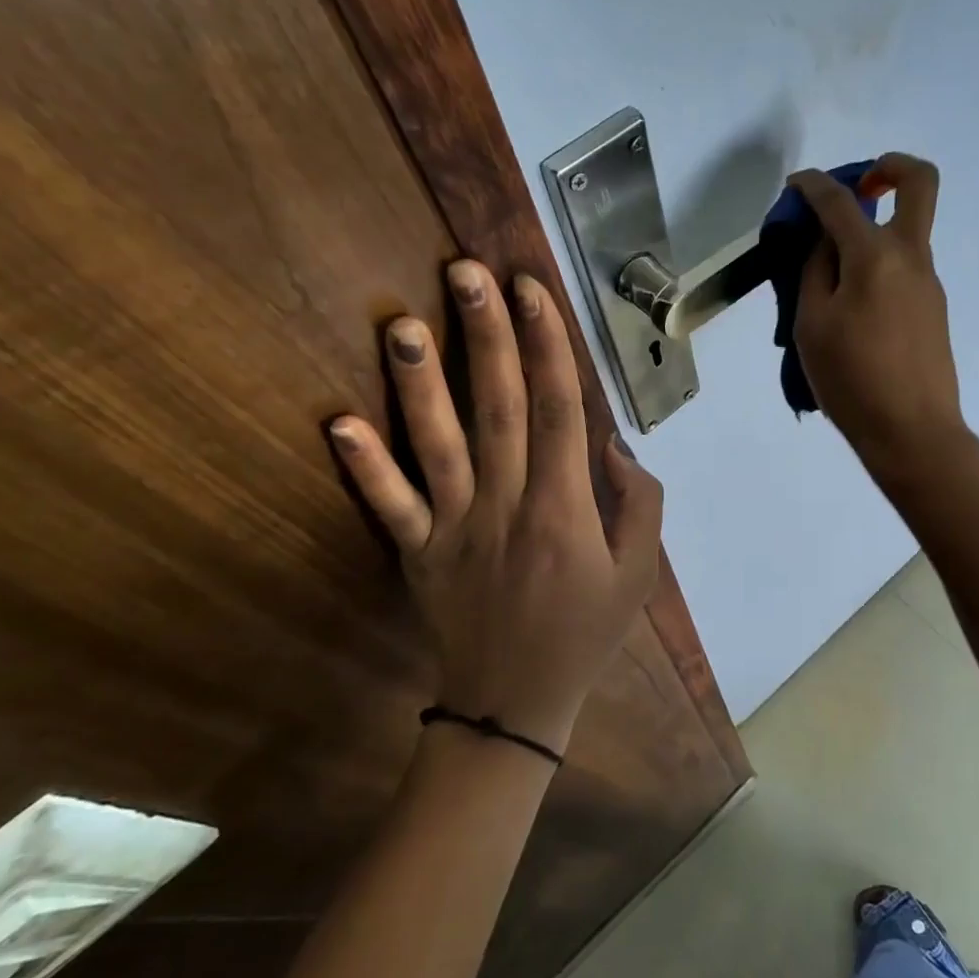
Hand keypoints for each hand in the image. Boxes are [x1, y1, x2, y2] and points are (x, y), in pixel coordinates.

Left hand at [329, 261, 663, 753]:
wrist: (515, 703)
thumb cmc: (584, 632)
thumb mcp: (638, 575)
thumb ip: (639, 505)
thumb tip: (612, 446)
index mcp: (565, 509)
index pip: (560, 411)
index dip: (548, 347)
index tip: (533, 291)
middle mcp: (508, 506)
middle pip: (500, 409)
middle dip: (487, 338)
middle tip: (467, 274)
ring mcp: (456, 528)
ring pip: (438, 446)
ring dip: (421, 385)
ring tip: (403, 325)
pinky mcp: (418, 552)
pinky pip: (389, 507)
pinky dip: (363, 468)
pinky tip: (338, 423)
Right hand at [792, 153, 967, 480]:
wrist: (911, 432)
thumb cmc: (851, 380)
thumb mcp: (812, 325)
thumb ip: (815, 271)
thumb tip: (825, 240)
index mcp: (875, 256)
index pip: (841, 201)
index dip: (814, 184)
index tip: (795, 184)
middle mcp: (911, 256)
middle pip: (919, 181)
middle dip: (887, 167)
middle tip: (855, 189)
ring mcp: (929, 282)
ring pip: (907, 230)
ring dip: (872, 230)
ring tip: (828, 275)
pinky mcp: (933, 307)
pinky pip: (903, 267)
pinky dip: (876, 265)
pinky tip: (850, 306)